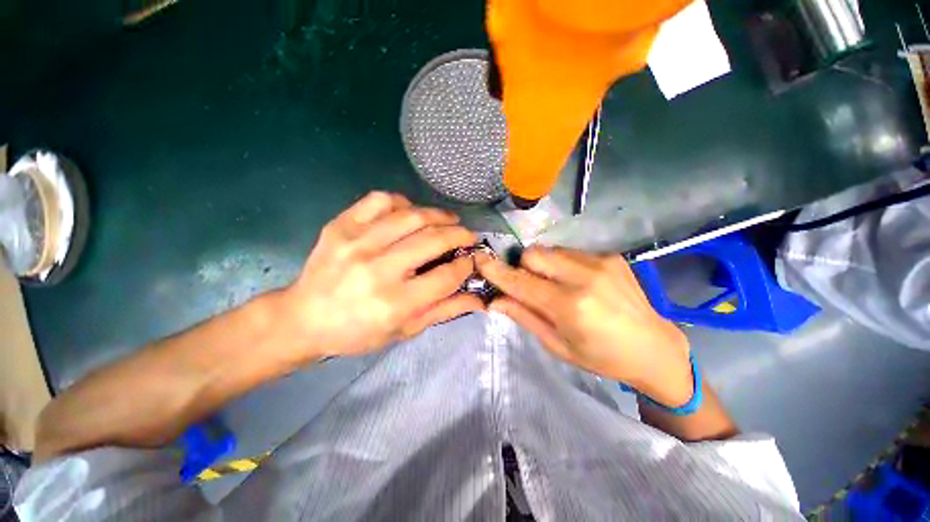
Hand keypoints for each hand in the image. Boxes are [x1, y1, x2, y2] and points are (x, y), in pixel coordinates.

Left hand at [280, 192, 483, 360]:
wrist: (303, 319)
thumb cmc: (358, 332)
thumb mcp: (405, 330)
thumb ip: (444, 311)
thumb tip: (479, 298)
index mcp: (395, 303)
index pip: (446, 276)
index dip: (466, 265)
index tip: (471, 260)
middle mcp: (377, 270)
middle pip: (433, 240)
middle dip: (459, 235)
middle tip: (467, 236)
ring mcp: (356, 243)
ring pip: (411, 215)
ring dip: (438, 215)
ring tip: (449, 220)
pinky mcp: (340, 226)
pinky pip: (380, 200)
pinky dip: (402, 202)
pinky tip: (409, 212)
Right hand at [476, 247, 693, 406]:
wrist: (655, 347)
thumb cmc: (602, 357)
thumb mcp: (558, 345)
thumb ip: (525, 317)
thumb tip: (495, 300)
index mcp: (570, 306)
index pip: (521, 282)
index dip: (497, 271)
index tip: (479, 260)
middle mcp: (584, 277)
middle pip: (533, 254)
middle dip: (523, 267)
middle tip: (530, 285)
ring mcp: (600, 262)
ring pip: (550, 250)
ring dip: (543, 265)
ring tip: (557, 286)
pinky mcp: (610, 256)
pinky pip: (569, 252)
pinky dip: (562, 264)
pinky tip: (577, 282)